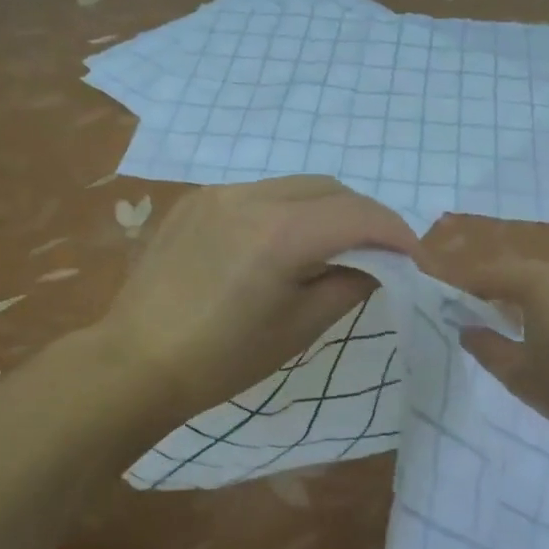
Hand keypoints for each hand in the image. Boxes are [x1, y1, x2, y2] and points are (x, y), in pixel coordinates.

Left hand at [96, 177, 418, 420]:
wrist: (134, 363)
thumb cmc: (222, 359)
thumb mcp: (299, 328)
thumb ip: (349, 285)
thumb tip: (377, 264)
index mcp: (280, 232)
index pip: (358, 214)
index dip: (396, 232)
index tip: (413, 258)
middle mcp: (251, 196)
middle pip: (329, 188)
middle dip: (363, 216)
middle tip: (379, 252)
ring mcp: (219, 193)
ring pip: (294, 185)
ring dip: (325, 209)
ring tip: (333, 246)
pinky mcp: (196, 200)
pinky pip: (259, 193)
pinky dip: (287, 210)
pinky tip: (281, 244)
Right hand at [457, 259, 548, 427]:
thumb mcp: (520, 375)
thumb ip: (486, 348)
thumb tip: (465, 329)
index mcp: (534, 282)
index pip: (487, 275)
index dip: (464, 288)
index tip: (447, 305)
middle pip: (517, 274)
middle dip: (494, 292)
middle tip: (476, 318)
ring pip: (545, 284)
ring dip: (524, 301)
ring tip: (512, 329)